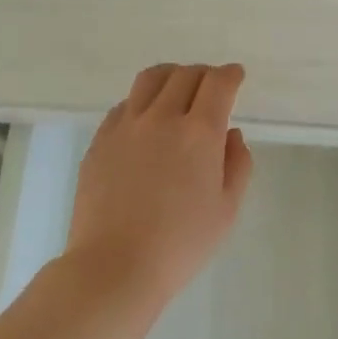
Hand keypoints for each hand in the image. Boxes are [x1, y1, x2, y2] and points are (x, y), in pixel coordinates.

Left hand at [67, 63, 254, 297]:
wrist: (116, 264)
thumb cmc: (181, 244)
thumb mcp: (226, 209)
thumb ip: (237, 165)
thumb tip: (231, 134)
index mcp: (199, 133)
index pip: (218, 84)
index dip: (230, 75)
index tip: (236, 76)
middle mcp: (161, 118)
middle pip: (185, 75)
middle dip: (204, 74)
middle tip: (211, 86)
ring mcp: (125, 126)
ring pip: (150, 80)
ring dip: (170, 76)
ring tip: (176, 88)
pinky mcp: (100, 140)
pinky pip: (124, 105)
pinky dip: (142, 101)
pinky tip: (145, 120)